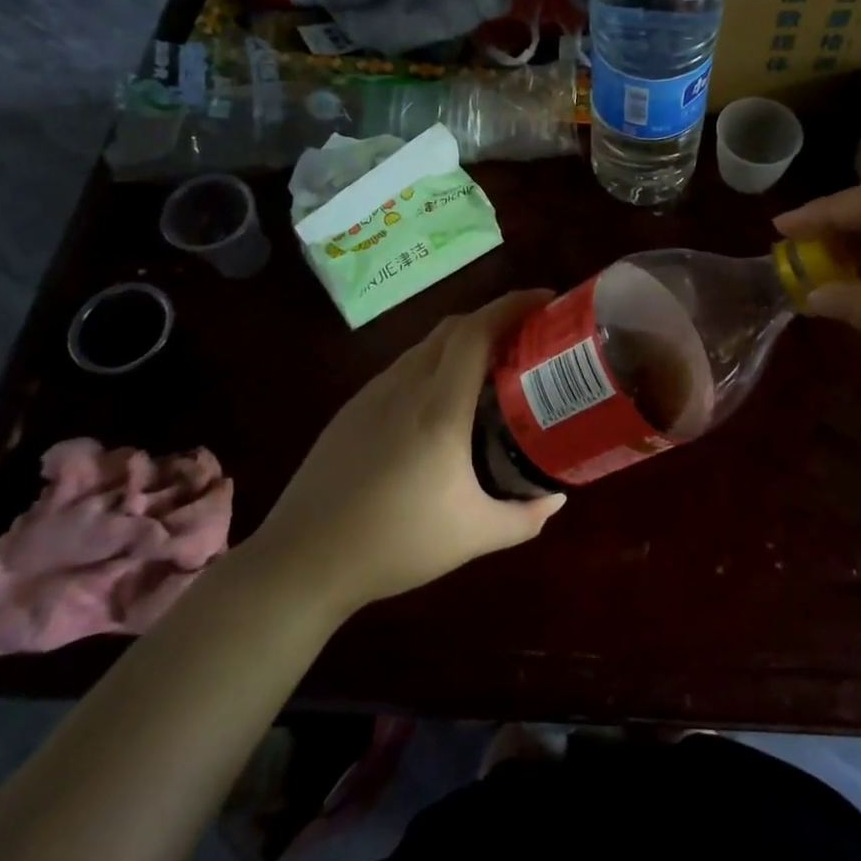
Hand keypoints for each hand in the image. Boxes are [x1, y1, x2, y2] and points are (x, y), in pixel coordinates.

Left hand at [252, 291, 564, 613]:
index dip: (513, 305)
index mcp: (440, 407)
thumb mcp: (474, 536)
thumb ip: (526, 517)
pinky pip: (405, 367)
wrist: (302, 560)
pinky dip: (436, 363)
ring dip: (464, 341)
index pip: (478, 331)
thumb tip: (557, 498)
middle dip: (495, 318)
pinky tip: (443, 401)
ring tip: (492, 367)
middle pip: (455, 327)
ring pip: (427, 345)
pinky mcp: (353, 408)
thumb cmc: (395, 544)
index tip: (546, 301)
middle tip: (529, 336)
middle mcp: (406, 385)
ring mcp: (374, 393)